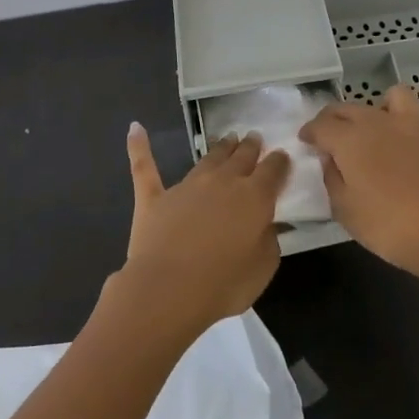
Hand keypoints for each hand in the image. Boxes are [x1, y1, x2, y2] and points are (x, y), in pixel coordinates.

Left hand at [119, 124, 289, 337]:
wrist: (168, 290)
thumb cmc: (223, 284)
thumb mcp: (263, 267)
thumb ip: (268, 239)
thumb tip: (266, 223)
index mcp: (254, 197)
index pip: (272, 170)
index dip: (279, 162)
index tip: (282, 157)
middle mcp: (223, 182)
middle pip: (241, 156)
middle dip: (250, 146)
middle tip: (254, 137)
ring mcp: (187, 186)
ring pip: (208, 158)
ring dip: (220, 147)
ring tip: (228, 139)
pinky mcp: (154, 197)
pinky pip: (145, 167)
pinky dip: (139, 147)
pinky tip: (135, 128)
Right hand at [300, 86, 418, 288]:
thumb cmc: (389, 227)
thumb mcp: (346, 211)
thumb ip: (332, 179)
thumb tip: (330, 160)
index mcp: (349, 139)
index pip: (320, 125)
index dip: (309, 132)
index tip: (306, 141)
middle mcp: (376, 121)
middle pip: (347, 108)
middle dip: (333, 120)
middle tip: (331, 138)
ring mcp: (410, 122)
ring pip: (384, 99)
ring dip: (371, 110)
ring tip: (372, 131)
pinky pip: (413, 112)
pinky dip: (402, 118)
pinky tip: (404, 140)